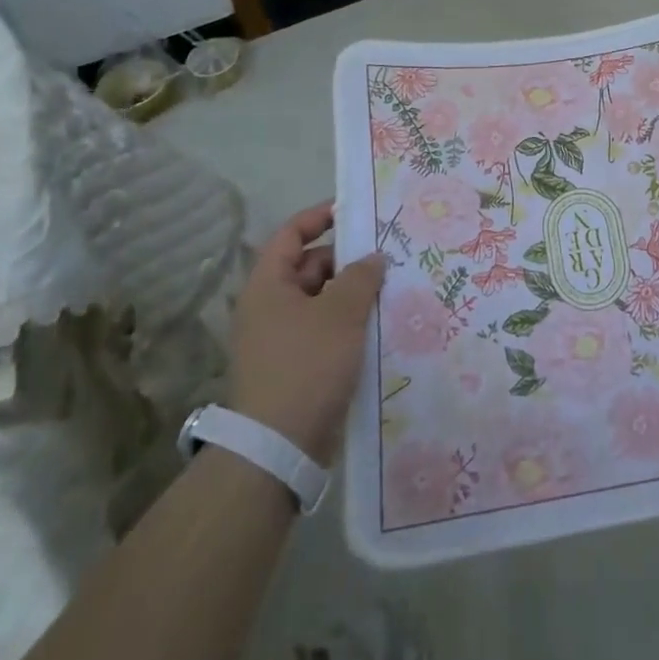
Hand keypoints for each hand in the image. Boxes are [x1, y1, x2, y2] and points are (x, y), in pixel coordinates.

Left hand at [229, 202, 385, 464]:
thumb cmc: (306, 365)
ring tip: (390, 291)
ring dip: (351, 295)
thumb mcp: (341, 313)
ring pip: (320, 301)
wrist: (277, 447)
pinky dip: (347, 324)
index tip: (354, 212)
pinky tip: (377, 327)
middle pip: (309, 267)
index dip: (319, 217)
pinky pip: (323, 331)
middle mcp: (268, 307)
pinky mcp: (293, 367)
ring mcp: (279, 339)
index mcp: (268, 285)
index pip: (290, 234)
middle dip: (347, 260)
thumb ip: (361, 277)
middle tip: (387, 257)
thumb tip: (373, 258)